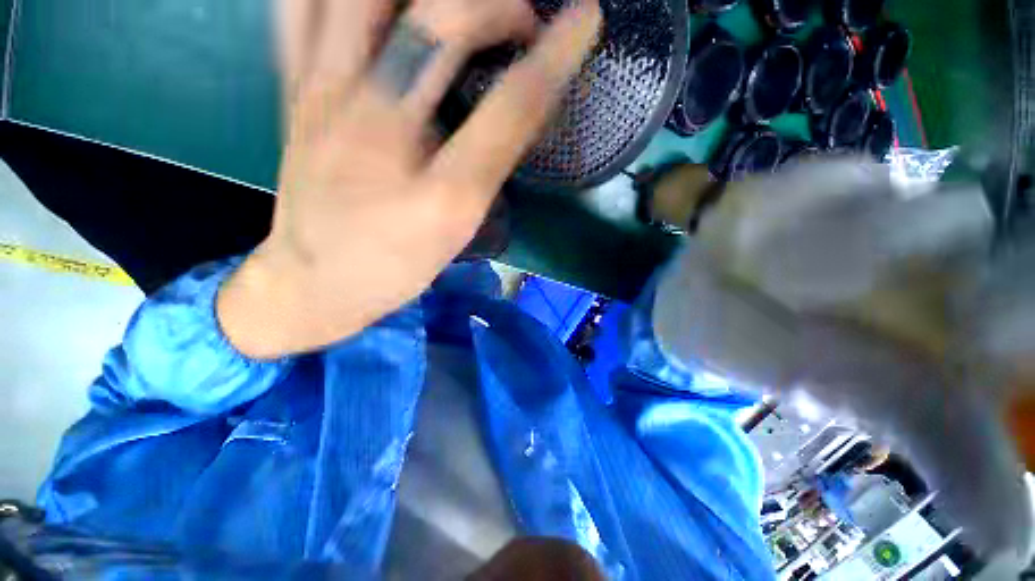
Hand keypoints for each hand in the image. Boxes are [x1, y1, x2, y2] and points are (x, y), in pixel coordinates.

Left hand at [218, 0, 601, 357]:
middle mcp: (382, 132)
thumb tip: (517, 109)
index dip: (555, 56)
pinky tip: (377, 7)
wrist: (315, 282)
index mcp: (440, 191)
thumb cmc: (397, 267)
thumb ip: (489, 171)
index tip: (586, 19)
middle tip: (518, 20)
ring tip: (454, 5)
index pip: (510, 108)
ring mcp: (326, 100)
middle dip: (495, 6)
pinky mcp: (294, 93)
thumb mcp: (457, 231)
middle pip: (441, 24)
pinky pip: (297, 7)